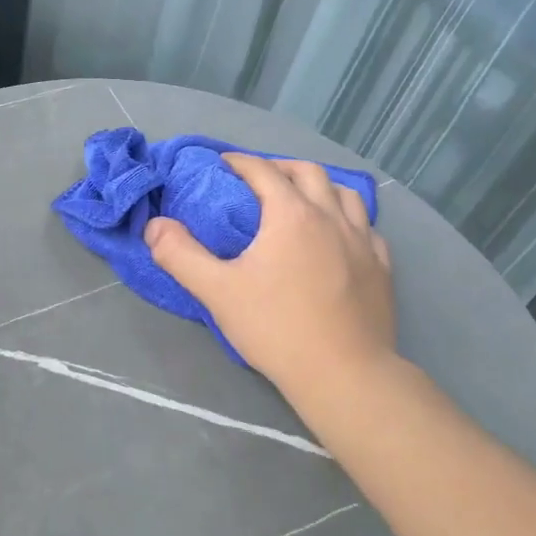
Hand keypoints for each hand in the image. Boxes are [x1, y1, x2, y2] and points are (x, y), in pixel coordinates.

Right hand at [146, 154, 394, 404]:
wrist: (344, 373)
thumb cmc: (276, 328)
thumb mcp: (217, 292)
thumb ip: (181, 255)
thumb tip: (154, 226)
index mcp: (292, 215)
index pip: (263, 172)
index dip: (240, 162)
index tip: (222, 163)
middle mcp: (331, 217)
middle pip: (308, 173)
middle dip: (280, 167)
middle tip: (259, 179)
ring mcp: (363, 242)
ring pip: (346, 194)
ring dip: (320, 187)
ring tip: (303, 200)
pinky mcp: (382, 268)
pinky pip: (367, 229)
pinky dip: (349, 220)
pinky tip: (340, 238)